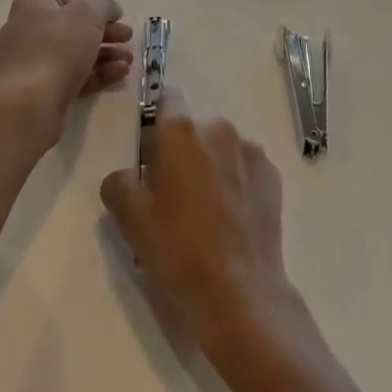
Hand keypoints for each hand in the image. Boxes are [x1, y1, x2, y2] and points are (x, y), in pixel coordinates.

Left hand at [0, 0, 133, 145]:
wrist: (30, 104)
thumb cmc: (58, 47)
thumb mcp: (88, 14)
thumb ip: (104, 5)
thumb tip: (111, 9)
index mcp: (34, 5)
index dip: (97, 6)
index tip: (118, 17)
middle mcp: (28, 30)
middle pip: (75, 27)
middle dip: (106, 33)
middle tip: (128, 38)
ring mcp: (33, 62)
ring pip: (75, 54)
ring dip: (105, 54)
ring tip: (129, 61)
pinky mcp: (40, 90)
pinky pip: (72, 76)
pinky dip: (96, 73)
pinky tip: (120, 75)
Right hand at [99, 86, 291, 349]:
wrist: (241, 293)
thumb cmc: (179, 251)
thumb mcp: (132, 221)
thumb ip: (119, 185)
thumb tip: (123, 176)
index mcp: (181, 132)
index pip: (167, 98)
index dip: (158, 117)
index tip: (153, 147)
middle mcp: (217, 128)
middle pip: (194, 129)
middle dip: (184, 152)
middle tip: (175, 195)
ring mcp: (249, 149)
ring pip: (221, 148)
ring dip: (212, 166)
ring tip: (207, 212)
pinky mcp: (272, 174)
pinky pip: (246, 168)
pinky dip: (238, 182)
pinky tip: (232, 220)